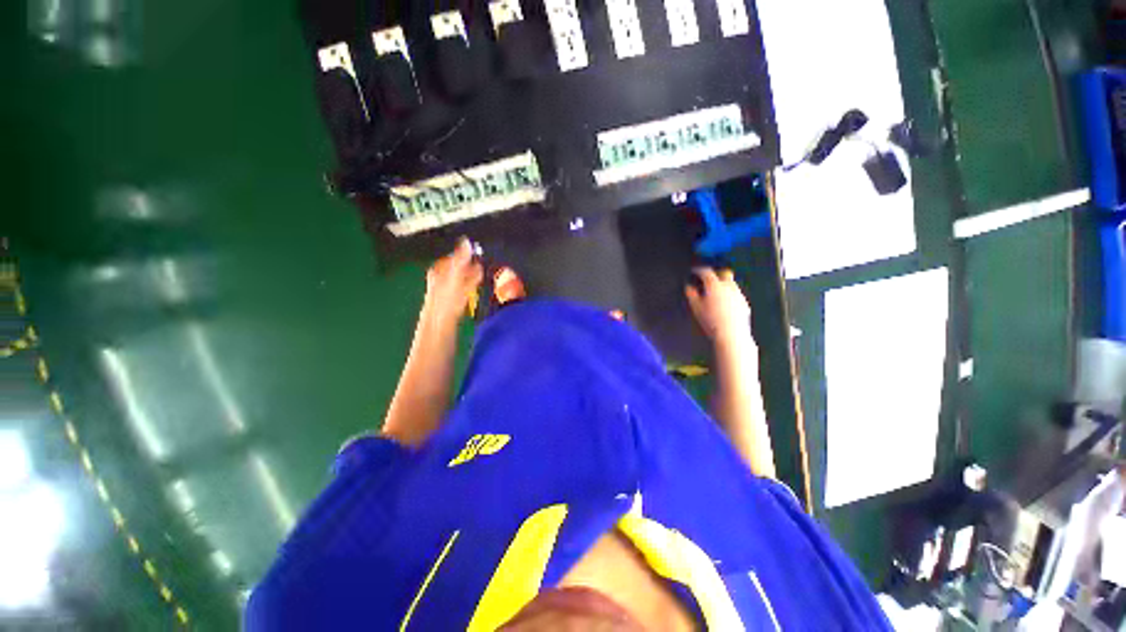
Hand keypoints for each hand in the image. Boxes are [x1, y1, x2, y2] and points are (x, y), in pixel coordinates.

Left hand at [421, 238, 483, 328]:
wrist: (440, 329)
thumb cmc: (446, 303)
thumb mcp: (454, 278)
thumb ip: (460, 260)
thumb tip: (466, 241)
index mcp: (437, 272)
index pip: (453, 257)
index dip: (466, 255)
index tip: (478, 254)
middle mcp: (440, 281)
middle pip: (458, 269)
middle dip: (470, 267)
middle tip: (483, 265)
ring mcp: (446, 294)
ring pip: (461, 281)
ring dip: (472, 278)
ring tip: (483, 277)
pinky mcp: (452, 305)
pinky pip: (463, 292)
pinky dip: (471, 290)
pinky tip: (477, 291)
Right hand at [685, 267, 753, 347]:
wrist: (731, 334)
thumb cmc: (711, 320)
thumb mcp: (696, 307)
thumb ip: (691, 294)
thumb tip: (689, 287)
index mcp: (714, 285)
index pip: (706, 271)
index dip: (698, 270)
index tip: (694, 271)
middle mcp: (728, 286)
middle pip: (724, 273)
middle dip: (715, 273)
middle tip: (707, 280)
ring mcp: (738, 294)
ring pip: (731, 283)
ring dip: (723, 284)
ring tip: (715, 293)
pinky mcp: (744, 303)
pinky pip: (736, 294)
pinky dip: (729, 294)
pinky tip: (724, 304)